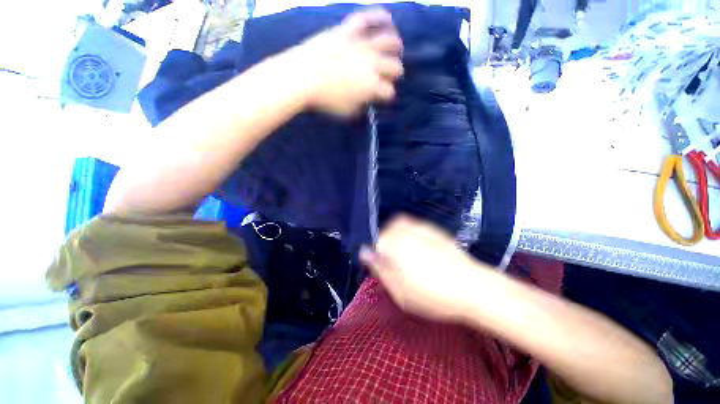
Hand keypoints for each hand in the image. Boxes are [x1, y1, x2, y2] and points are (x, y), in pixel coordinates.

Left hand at [286, 8, 403, 115]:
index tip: (384, 97)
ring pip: (388, 41)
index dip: (388, 96)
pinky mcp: (348, 30)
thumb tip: (366, 101)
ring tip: (397, 49)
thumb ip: (360, 105)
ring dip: (396, 47)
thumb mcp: (347, 111)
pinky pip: (367, 18)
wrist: (303, 77)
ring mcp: (361, 44)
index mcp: (372, 86)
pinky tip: (388, 18)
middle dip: (395, 74)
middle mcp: (372, 64)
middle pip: (394, 67)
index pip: (388, 92)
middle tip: (391, 76)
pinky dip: (379, 16)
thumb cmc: (325, 99)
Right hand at [360, 215, 493, 322]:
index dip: (375, 257)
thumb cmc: (433, 295)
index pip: (373, 243)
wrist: (473, 287)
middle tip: (395, 265)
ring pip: (398, 228)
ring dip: (397, 240)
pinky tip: (422, 253)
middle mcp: (404, 230)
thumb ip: (379, 269)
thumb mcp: (399, 291)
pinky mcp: (432, 228)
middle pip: (385, 232)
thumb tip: (365, 252)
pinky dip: (410, 236)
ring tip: (409, 259)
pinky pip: (412, 227)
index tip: (382, 269)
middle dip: (385, 246)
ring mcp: (420, 227)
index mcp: (393, 244)